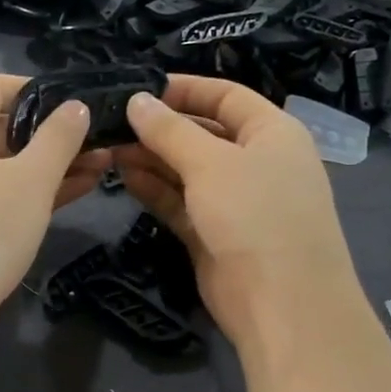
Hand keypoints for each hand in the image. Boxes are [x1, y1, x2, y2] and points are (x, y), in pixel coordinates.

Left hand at [0, 74, 108, 343]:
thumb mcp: (33, 178)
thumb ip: (59, 136)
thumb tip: (75, 106)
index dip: (42, 92)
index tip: (81, 107)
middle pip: (0, 124)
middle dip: (52, 135)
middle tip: (100, 144)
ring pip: (1, 162)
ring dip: (47, 165)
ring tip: (100, 168)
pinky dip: (26, 190)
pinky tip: (72, 192)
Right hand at [114, 75, 361, 354]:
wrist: (281, 303)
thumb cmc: (255, 215)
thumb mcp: (211, 163)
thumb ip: (170, 131)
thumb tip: (136, 101)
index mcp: (272, 133)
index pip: (226, 96)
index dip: (185, 89)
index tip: (140, 88)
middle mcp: (256, 162)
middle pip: (203, 133)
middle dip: (160, 128)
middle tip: (113, 123)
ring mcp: (234, 201)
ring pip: (187, 170)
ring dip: (151, 158)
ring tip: (109, 148)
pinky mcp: (214, 234)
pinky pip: (180, 202)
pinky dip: (155, 188)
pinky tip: (124, 175)